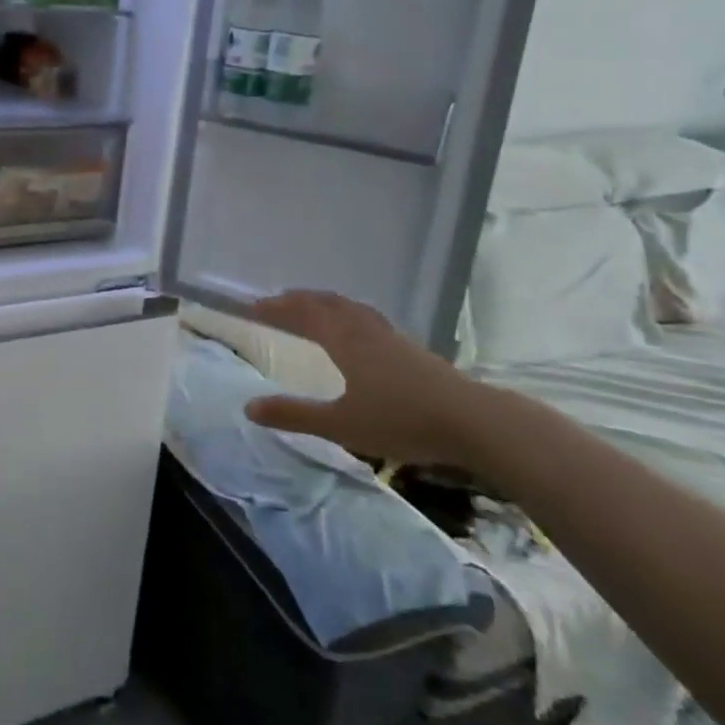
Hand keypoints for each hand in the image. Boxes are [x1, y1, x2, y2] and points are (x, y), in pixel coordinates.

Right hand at [242, 290, 486, 467]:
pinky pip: (367, 318)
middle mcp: (365, 330)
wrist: (475, 423)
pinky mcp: (411, 350)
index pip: (303, 314)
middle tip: (275, 303)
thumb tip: (249, 407)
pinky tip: (357, 333)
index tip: (252, 306)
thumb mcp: (341, 424)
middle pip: (327, 303)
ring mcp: (391, 337)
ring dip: (324, 304)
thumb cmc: (402, 421)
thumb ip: (295, 415)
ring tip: (311, 309)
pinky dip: (347, 315)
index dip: (277, 308)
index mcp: (345, 341)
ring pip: (350, 308)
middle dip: (298, 300)